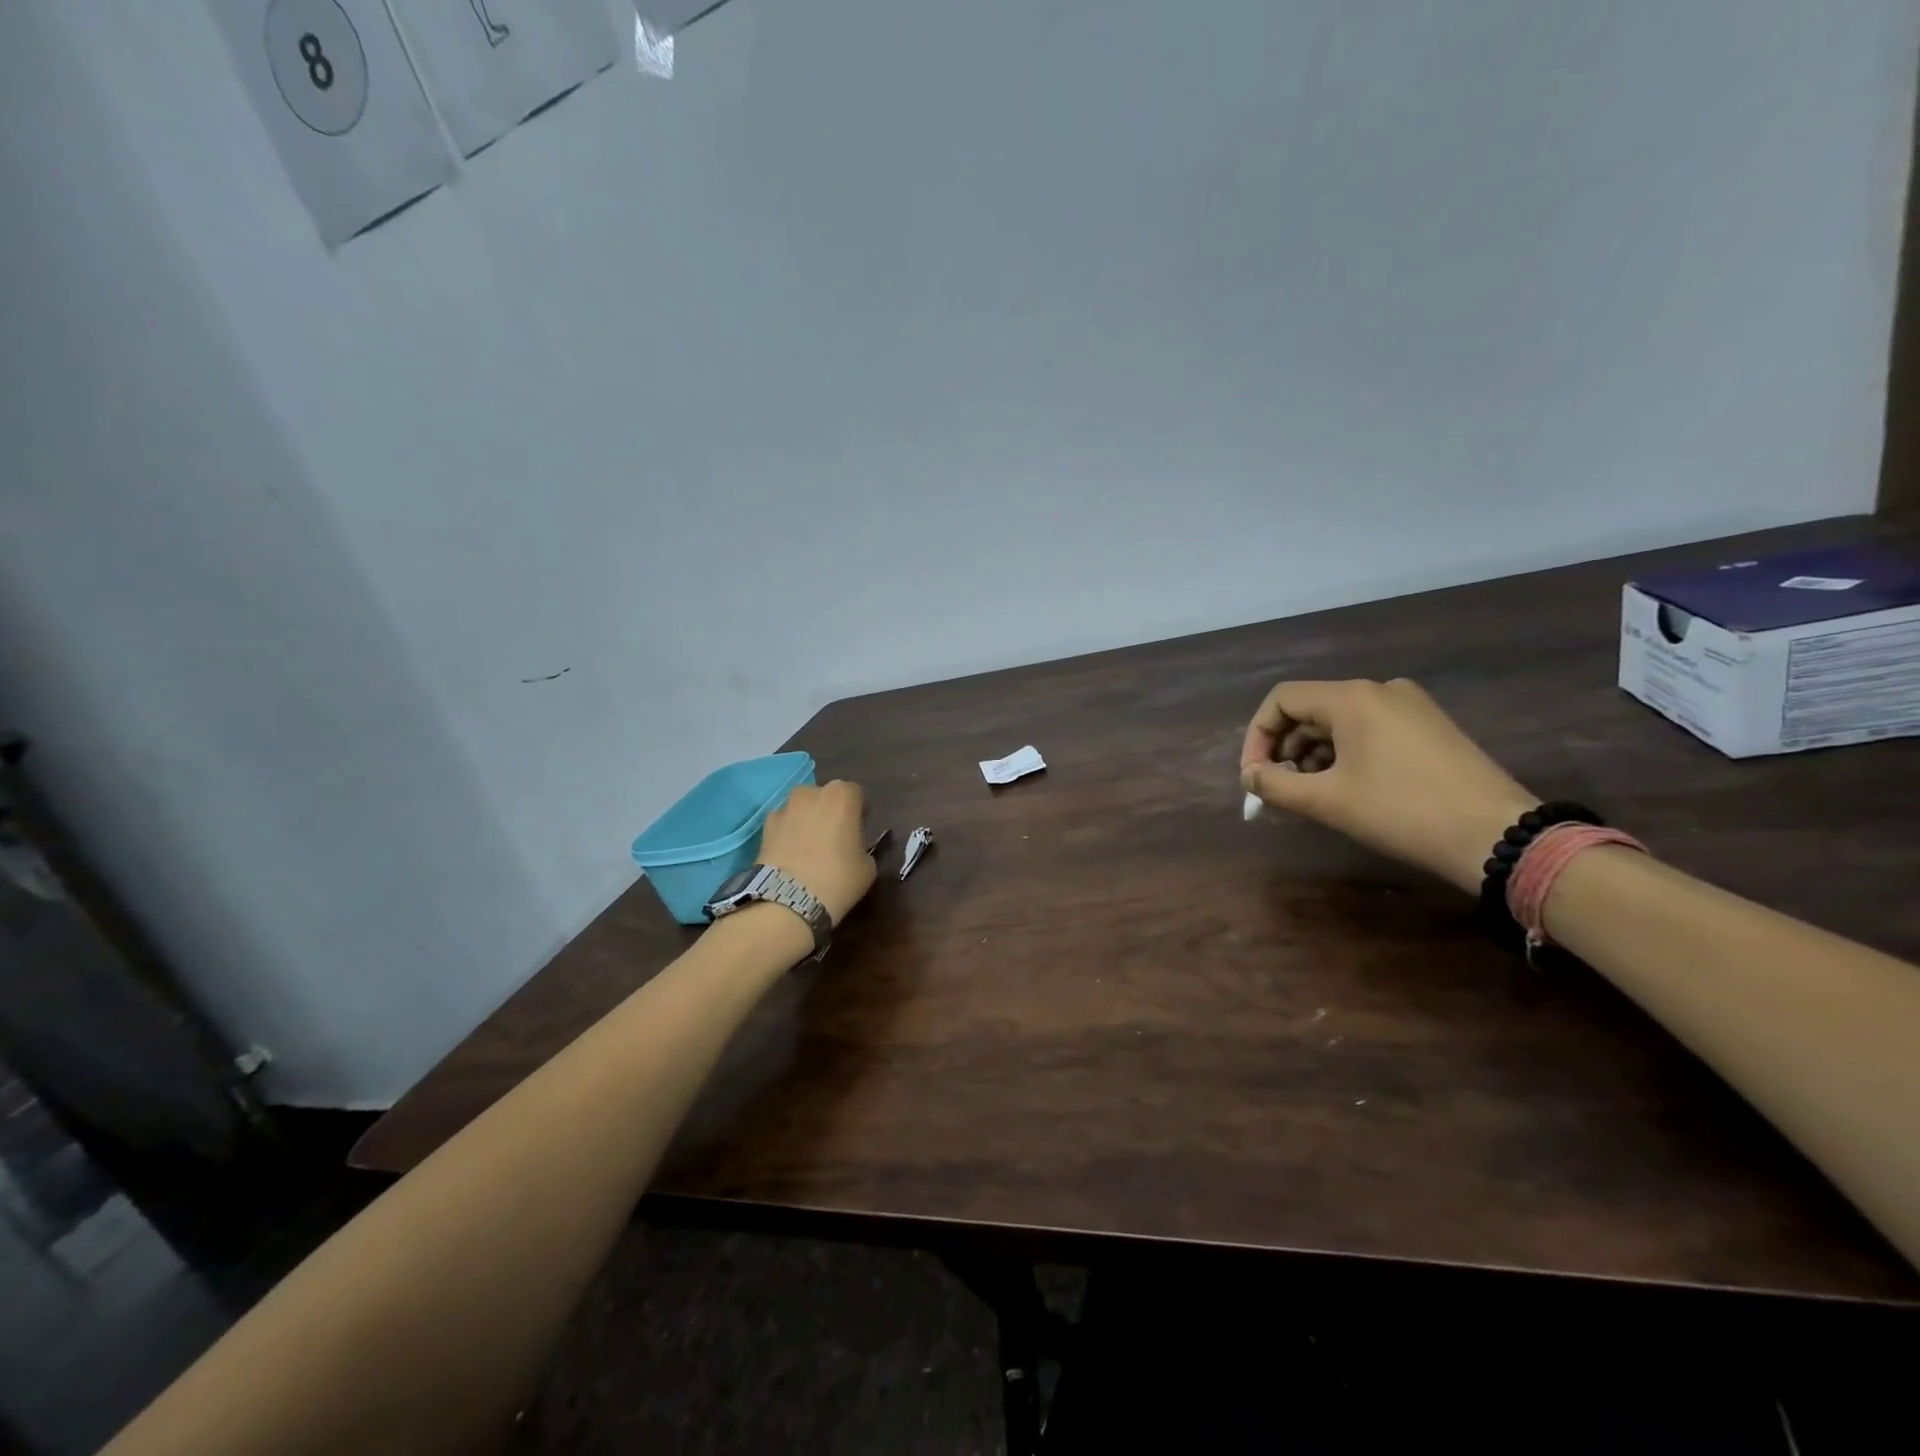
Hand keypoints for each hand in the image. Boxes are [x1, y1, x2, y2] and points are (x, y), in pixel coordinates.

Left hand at [756, 779, 877, 924]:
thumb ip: (862, 847)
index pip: (855, 793)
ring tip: (809, 846)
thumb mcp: (867, 866)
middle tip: (834, 837)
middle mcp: (812, 793)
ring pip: (801, 807)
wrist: (788, 900)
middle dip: (830, 810)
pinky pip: (782, 823)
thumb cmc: (838, 878)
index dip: (858, 811)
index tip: (859, 830)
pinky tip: (790, 855)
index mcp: (842, 796)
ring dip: (807, 819)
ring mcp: (785, 807)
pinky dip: (787, 833)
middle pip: (825, 796)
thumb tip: (853, 849)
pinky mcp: (765, 826)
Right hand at [1239, 679, 1537, 893]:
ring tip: (1312, 793)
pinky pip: (1370, 729)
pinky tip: (1348, 787)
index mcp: (1352, 697)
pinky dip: (1345, 753)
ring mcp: (1411, 706)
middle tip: (1280, 790)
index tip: (1254, 777)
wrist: (1497, 835)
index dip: (1257, 736)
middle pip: (1310, 709)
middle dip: (1285, 749)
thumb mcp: (1327, 801)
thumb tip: (1250, 777)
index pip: (1281, 700)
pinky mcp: (1430, 727)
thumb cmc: (1401, 811)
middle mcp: (1380, 690)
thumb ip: (1275, 785)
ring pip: (1340, 721)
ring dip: (1314, 754)